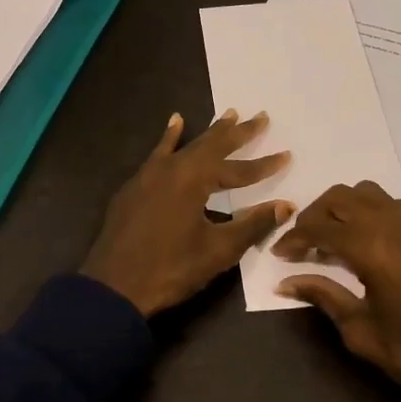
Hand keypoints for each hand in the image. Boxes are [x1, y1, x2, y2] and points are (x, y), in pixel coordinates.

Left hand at [81, 110, 293, 317]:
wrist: (114, 287)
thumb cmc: (171, 269)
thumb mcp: (218, 250)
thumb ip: (253, 224)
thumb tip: (286, 206)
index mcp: (194, 179)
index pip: (238, 170)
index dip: (264, 166)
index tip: (287, 155)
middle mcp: (172, 168)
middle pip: (211, 146)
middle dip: (238, 133)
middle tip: (260, 116)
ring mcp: (149, 175)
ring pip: (186, 146)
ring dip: (209, 133)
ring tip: (229, 114)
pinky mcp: (134, 187)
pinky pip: (158, 153)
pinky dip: (169, 138)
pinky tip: (175, 123)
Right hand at [275, 181, 400, 401]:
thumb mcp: (362, 332)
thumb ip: (324, 297)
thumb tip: (286, 282)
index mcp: (374, 249)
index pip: (321, 227)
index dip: (294, 238)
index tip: (280, 255)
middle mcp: (395, 225)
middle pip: (342, 197)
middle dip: (315, 215)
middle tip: (300, 243)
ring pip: (368, 194)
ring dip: (343, 208)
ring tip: (330, 239)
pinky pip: (393, 206)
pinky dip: (369, 213)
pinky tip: (364, 244)